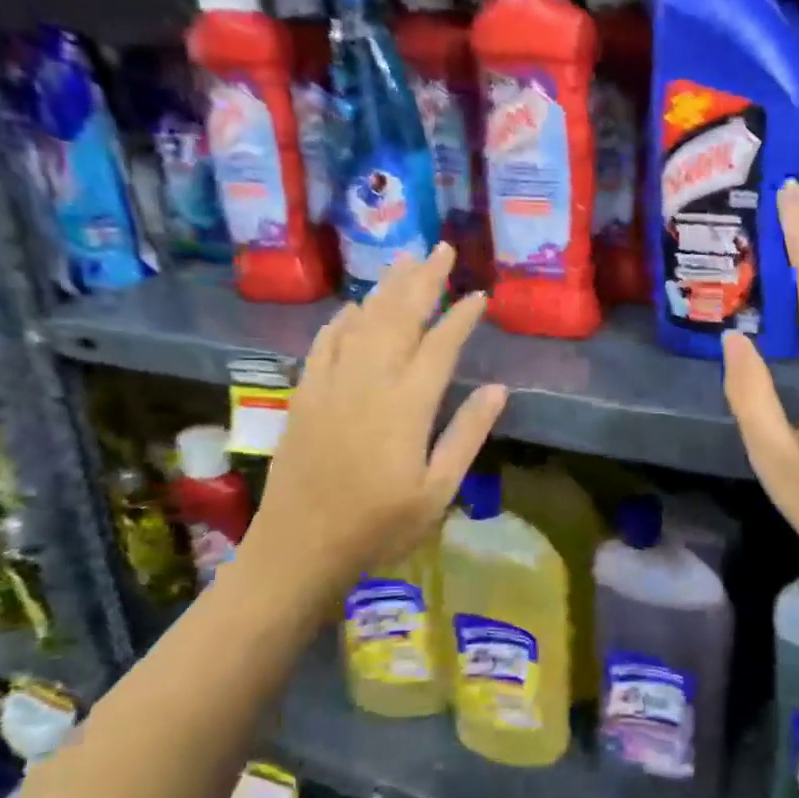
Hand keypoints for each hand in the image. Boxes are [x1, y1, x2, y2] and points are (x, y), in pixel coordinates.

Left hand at [239, 243, 506, 594]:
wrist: (299, 548)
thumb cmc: (379, 527)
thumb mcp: (438, 491)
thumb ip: (467, 434)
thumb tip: (499, 389)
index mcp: (407, 405)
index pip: (440, 345)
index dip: (461, 316)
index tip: (478, 294)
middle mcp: (368, 382)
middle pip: (398, 317)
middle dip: (422, 280)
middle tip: (440, 249)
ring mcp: (331, 385)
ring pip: (361, 322)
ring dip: (384, 289)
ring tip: (404, 261)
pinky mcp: (304, 396)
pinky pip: (324, 344)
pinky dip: (341, 320)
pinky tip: (352, 307)